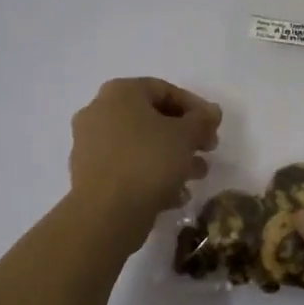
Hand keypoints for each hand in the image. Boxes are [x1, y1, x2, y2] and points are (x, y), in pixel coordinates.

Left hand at [68, 78, 220, 236]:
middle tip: (208, 149)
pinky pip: (127, 167)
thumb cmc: (148, 161)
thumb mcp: (186, 135)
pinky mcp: (89, 175)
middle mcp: (99, 112)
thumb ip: (202, 119)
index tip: (214, 126)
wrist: (105, 214)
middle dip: (185, 135)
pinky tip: (176, 195)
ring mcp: (90, 145)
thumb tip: (211, 112)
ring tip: (197, 175)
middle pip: (151, 118)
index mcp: (119, 93)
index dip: (195, 106)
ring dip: (172, 157)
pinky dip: (151, 175)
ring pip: (140, 145)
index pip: (164, 90)